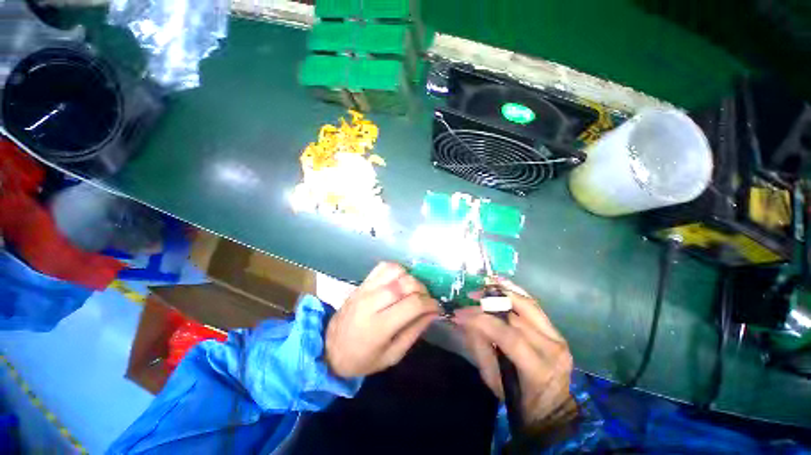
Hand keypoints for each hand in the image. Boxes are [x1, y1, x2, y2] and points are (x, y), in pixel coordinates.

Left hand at [326, 262, 439, 377]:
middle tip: (426, 299)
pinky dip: (397, 269)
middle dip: (422, 289)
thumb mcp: (392, 355)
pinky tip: (399, 281)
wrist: (330, 347)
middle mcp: (371, 303)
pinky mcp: (362, 283)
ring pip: (395, 271)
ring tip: (412, 290)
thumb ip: (414, 332)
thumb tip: (433, 312)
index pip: (412, 304)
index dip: (430, 303)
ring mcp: (365, 289)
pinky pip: (383, 267)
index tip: (436, 307)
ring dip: (410, 278)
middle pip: (405, 284)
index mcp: (379, 327)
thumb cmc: (362, 358)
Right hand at [453, 280, 576, 429]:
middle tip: (469, 297)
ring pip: (526, 305)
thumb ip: (480, 347)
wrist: (552, 410)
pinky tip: (501, 282)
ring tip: (482, 287)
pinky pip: (533, 306)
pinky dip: (515, 291)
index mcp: (539, 369)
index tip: (460, 313)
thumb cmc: (519, 402)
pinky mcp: (555, 330)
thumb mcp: (494, 381)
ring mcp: (558, 337)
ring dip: (501, 292)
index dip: (482, 321)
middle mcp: (553, 348)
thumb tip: (467, 321)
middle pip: (516, 316)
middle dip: (488, 303)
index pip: (508, 336)